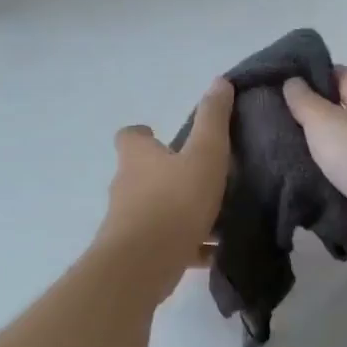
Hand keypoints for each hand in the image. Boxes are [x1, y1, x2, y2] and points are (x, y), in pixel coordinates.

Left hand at [99, 78, 231, 301]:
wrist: (143, 264)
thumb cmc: (175, 201)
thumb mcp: (204, 154)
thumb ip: (214, 120)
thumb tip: (220, 81)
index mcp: (138, 158)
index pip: (130, 137)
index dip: (144, 135)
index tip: (163, 137)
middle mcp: (127, 186)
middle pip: (143, 174)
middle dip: (169, 175)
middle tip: (202, 176)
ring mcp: (128, 222)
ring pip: (156, 211)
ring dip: (180, 211)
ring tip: (217, 217)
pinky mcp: (138, 254)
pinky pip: (166, 244)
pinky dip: (187, 245)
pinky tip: (214, 252)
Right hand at [283, 68, 346, 258]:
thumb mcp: (326, 118)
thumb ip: (305, 100)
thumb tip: (292, 81)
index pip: (341, 77)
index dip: (312, 74)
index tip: (279, 79)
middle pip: (334, 114)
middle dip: (302, 115)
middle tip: (265, 114)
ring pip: (328, 150)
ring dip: (303, 150)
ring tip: (266, 145)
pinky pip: (329, 180)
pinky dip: (310, 178)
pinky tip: (282, 175)